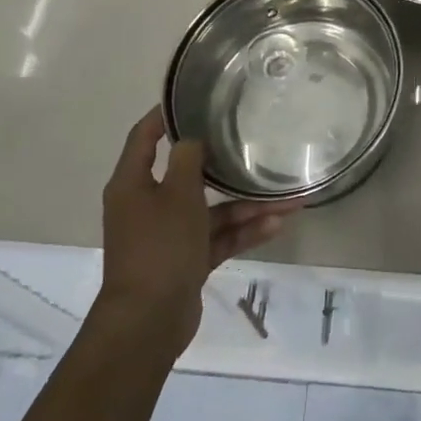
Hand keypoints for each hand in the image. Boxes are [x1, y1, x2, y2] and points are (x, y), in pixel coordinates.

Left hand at [96, 109, 304, 354]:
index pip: (144, 137)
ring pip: (211, 210)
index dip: (164, 116)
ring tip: (288, 197)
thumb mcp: (177, 194)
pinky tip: (278, 223)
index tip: (192, 99)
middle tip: (250, 140)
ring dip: (246, 205)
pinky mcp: (187, 260)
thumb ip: (187, 160)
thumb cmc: (159, 246)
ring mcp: (169, 235)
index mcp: (133, 184)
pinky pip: (218, 237)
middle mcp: (148, 205)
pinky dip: (243, 231)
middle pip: (186, 174)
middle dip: (222, 164)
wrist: (148, 321)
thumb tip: (192, 139)